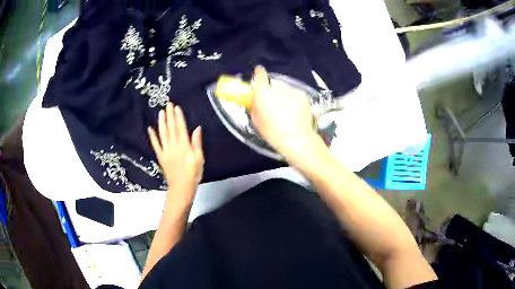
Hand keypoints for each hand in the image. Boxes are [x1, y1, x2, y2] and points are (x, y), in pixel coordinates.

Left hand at [148, 103, 203, 203]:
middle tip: (168, 104)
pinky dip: (152, 136)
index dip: (178, 117)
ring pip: (163, 134)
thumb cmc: (193, 174)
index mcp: (184, 146)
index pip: (181, 128)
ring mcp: (165, 151)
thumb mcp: (200, 159)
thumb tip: (197, 128)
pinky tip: (150, 129)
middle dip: (170, 115)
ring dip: (161, 122)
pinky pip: (155, 145)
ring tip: (160, 112)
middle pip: (171, 128)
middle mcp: (173, 146)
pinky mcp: (161, 156)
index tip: (176, 107)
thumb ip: (197, 143)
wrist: (181, 188)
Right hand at [250, 66, 321, 161]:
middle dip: (272, 92)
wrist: (297, 138)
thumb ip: (255, 105)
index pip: (260, 75)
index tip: (258, 72)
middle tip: (273, 104)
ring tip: (286, 111)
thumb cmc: (272, 132)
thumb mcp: (256, 120)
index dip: (259, 73)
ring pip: (285, 90)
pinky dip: (294, 100)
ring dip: (284, 96)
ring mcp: (292, 90)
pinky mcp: (303, 95)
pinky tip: (295, 112)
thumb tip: (256, 99)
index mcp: (263, 93)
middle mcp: (278, 88)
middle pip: (273, 85)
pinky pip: (295, 94)